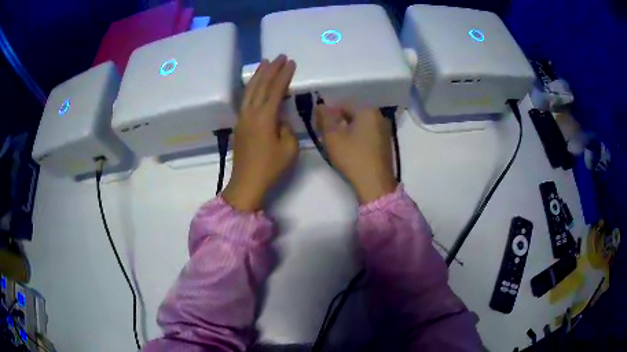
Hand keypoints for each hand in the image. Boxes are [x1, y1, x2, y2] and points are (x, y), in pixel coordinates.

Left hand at [222, 55, 297, 211]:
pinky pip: (245, 100)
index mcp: (264, 117)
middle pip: (260, 85)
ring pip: (249, 91)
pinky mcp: (239, 125)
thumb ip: (286, 128)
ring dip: (258, 75)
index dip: (284, 75)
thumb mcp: (289, 148)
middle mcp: (250, 113)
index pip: (275, 90)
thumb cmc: (270, 168)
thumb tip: (279, 120)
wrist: (246, 183)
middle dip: (270, 69)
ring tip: (265, 63)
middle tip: (279, 56)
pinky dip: (251, 88)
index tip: (291, 62)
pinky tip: (255, 85)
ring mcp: (242, 118)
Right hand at [315, 106, 396, 203]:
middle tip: (325, 136)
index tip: (318, 126)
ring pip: (360, 126)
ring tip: (335, 144)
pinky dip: (357, 139)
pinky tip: (349, 150)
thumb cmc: (352, 157)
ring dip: (347, 131)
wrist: (375, 184)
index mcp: (368, 111)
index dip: (327, 114)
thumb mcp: (333, 136)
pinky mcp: (385, 145)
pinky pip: (367, 135)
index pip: (342, 105)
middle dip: (337, 123)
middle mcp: (379, 117)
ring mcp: (384, 131)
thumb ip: (325, 118)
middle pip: (352, 115)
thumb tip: (321, 105)